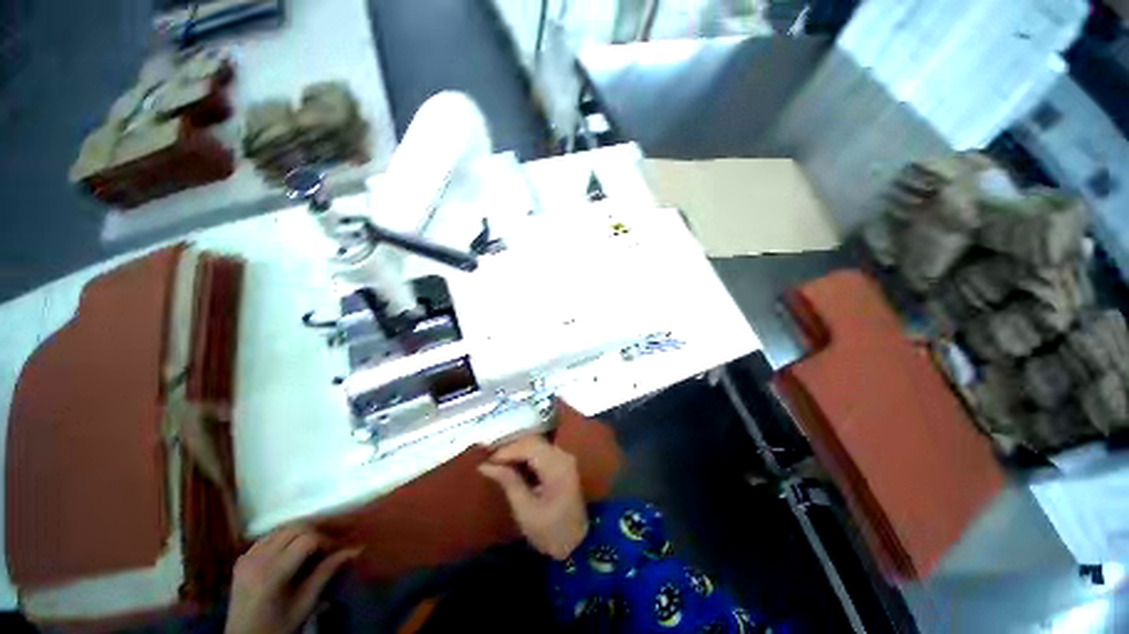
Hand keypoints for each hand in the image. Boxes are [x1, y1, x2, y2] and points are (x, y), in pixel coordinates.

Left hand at [225, 525, 358, 633]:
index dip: (325, 540)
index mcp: (273, 572)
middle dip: (314, 532)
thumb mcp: (305, 606)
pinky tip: (294, 555)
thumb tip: (350, 553)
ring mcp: (246, 553)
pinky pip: (265, 539)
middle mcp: (257, 555)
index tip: (341, 552)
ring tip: (317, 550)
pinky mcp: (242, 555)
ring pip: (277, 530)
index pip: (304, 540)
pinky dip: (283, 541)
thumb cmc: (281, 627)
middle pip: (290, 528)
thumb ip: (324, 577)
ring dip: (299, 534)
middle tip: (332, 548)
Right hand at [479, 435, 588, 559]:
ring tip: (495, 463)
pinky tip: (510, 468)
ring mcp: (566, 463)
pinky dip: (525, 459)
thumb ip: (507, 481)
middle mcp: (564, 458)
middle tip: (487, 460)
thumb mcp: (524, 508)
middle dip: (509, 449)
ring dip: (515, 453)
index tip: (485, 462)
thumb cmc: (549, 530)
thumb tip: (485, 464)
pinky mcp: (563, 470)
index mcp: (557, 466)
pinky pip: (541, 455)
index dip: (504, 450)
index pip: (527, 445)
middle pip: (532, 442)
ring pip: (536, 447)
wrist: (577, 545)